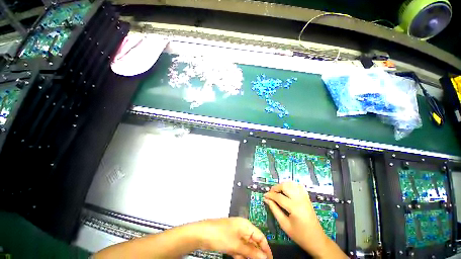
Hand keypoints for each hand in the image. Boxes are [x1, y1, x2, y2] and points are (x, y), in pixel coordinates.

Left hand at [195, 217, 272, 258]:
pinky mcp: (229, 240)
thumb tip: (264, 257)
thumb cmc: (221, 235)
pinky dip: (241, 254)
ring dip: (249, 255)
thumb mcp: (237, 245)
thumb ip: (251, 251)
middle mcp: (242, 228)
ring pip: (246, 246)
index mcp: (245, 225)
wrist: (202, 234)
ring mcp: (235, 234)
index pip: (260, 236)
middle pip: (253, 242)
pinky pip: (239, 248)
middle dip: (257, 253)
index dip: (266, 248)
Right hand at [263, 182, 344, 257]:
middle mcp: (300, 199)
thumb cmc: (299, 235)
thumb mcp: (284, 224)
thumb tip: (266, 199)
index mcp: (294, 207)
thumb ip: (274, 210)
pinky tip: (287, 190)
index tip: (264, 195)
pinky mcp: (307, 198)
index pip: (278, 196)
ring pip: (291, 184)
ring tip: (277, 192)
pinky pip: (298, 186)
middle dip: (275, 188)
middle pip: (285, 186)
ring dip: (282, 185)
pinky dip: (291, 185)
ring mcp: (305, 197)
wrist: (317, 240)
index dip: (270, 195)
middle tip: (270, 193)